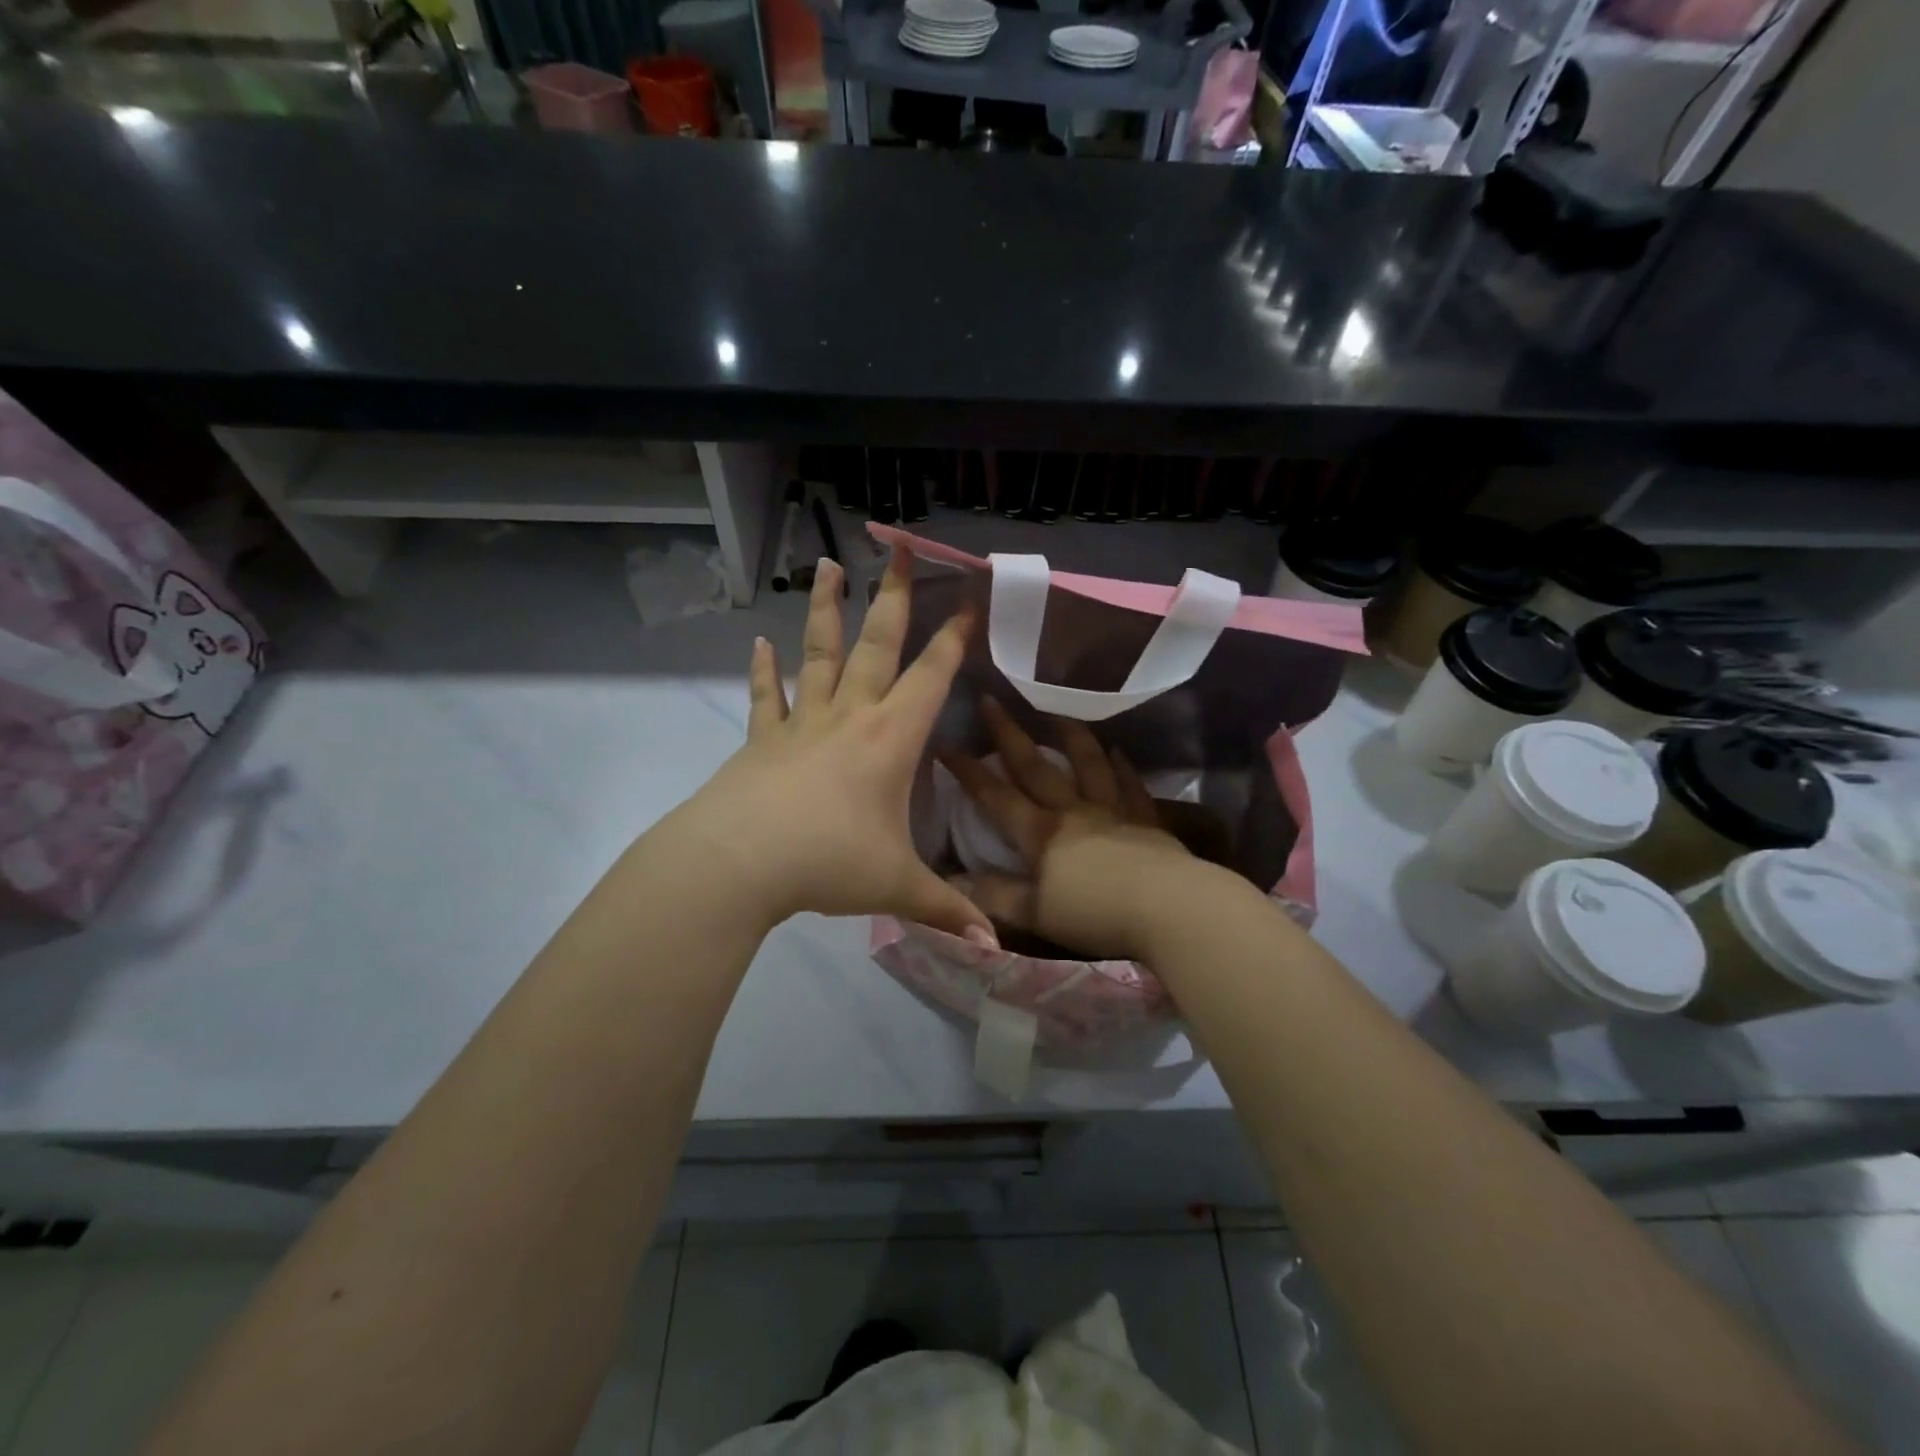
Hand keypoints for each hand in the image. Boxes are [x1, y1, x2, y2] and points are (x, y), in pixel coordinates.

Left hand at [669, 549, 995, 942]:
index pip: (931, 676)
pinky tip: (758, 643)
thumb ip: (947, 910)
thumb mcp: (895, 888)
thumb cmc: (827, 864)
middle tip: (899, 547)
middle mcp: (850, 717)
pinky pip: (766, 697)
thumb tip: (994, 950)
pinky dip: (764, 671)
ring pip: (821, 654)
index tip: (968, 600)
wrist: (739, 862)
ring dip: (826, 610)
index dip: (953, 638)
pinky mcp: (763, 740)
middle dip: (893, 596)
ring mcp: (802, 723)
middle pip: (877, 644)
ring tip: (826, 565)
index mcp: (890, 739)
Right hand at [939, 698, 1195, 960]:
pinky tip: (1118, 752)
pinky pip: (1129, 785)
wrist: (1168, 907)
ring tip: (1057, 715)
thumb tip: (951, 882)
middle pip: (1036, 767)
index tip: (947, 745)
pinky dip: (1122, 767)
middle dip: (1009, 735)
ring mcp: (1112, 811)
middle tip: (991, 701)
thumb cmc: (1096, 914)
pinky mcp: (1145, 820)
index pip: (996, 797)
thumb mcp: (1035, 913)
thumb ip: (994, 896)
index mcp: (1040, 833)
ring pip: (1087, 764)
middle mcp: (1072, 811)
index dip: (970, 772)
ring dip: (1070, 737)